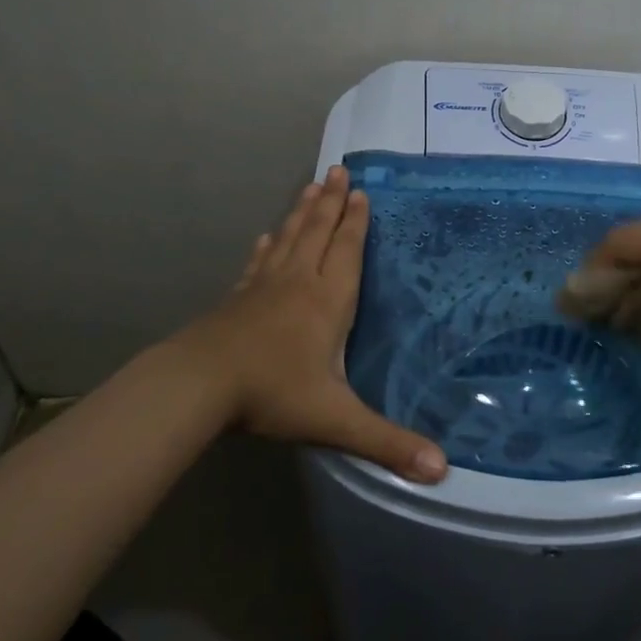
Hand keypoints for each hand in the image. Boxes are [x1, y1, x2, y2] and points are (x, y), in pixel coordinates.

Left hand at [166, 166, 447, 483]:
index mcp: (328, 302)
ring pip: (289, 239)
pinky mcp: (237, 298)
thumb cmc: (272, 394)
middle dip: (332, 203)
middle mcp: (299, 283)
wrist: (199, 385)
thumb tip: (442, 470)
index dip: (356, 222)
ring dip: (302, 212)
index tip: (361, 192)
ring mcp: (263, 287)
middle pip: (319, 233)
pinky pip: (258, 263)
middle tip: (338, 170)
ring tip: (311, 186)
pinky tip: (266, 237)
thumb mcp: (335, 420)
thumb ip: (386, 442)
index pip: (347, 251)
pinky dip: (267, 246)